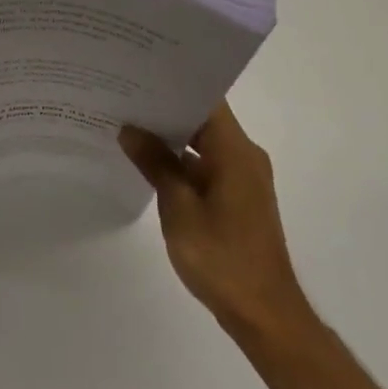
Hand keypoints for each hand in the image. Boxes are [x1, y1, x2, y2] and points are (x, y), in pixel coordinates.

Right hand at [120, 102, 314, 345]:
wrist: (264, 313)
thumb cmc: (221, 257)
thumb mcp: (179, 208)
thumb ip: (155, 164)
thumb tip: (130, 129)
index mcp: (236, 151)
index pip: (206, 100)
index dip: (174, 85)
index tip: (140, 75)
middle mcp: (244, 156)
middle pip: (204, 119)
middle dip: (166, 109)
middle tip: (123, 97)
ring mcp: (242, 178)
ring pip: (203, 143)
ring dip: (171, 137)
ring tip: (128, 124)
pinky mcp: (238, 198)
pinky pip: (206, 165)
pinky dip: (181, 162)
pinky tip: (148, 163)